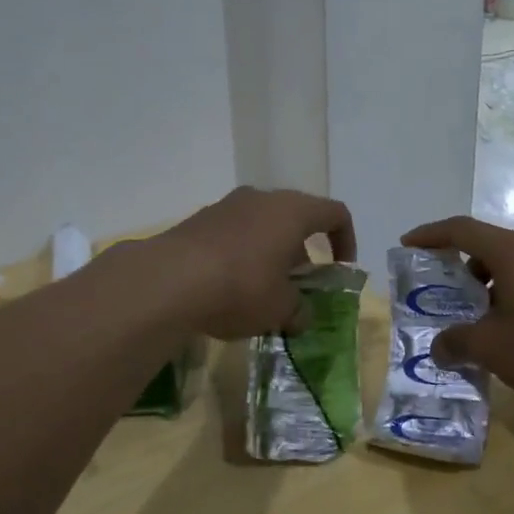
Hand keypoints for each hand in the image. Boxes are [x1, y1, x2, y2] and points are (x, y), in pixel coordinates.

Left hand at [161, 187, 356, 338]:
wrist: (168, 281)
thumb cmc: (241, 287)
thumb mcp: (281, 309)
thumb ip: (300, 310)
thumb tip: (302, 315)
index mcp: (293, 211)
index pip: (335, 213)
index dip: (346, 240)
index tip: (339, 269)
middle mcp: (262, 198)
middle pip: (295, 218)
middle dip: (301, 251)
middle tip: (298, 285)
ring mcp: (226, 206)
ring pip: (261, 225)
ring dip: (269, 253)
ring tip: (261, 291)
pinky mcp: (198, 221)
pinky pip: (232, 235)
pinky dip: (240, 256)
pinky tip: (228, 288)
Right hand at [400, 216, 513, 413]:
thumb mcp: (490, 349)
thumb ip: (455, 342)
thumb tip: (438, 347)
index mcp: (512, 253)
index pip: (462, 230)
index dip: (431, 235)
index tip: (408, 244)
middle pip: (489, 247)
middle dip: (460, 267)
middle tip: (443, 294)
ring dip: (488, 287)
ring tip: (477, 322)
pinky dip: (513, 297)